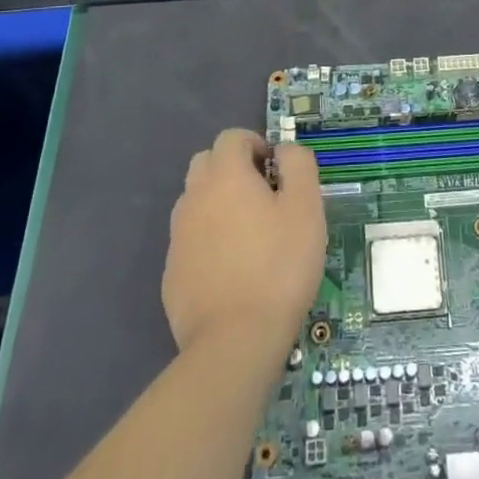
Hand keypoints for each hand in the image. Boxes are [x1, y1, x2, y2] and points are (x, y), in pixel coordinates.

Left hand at [163, 130, 324, 360]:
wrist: (234, 341)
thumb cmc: (279, 265)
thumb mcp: (306, 207)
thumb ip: (298, 165)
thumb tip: (285, 149)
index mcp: (225, 175)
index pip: (232, 137)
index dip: (257, 145)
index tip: (278, 172)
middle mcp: (194, 197)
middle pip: (207, 163)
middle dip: (233, 169)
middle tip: (265, 198)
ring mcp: (178, 236)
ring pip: (196, 201)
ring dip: (219, 203)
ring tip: (251, 235)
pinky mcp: (172, 272)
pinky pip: (191, 239)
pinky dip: (209, 240)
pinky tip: (234, 269)